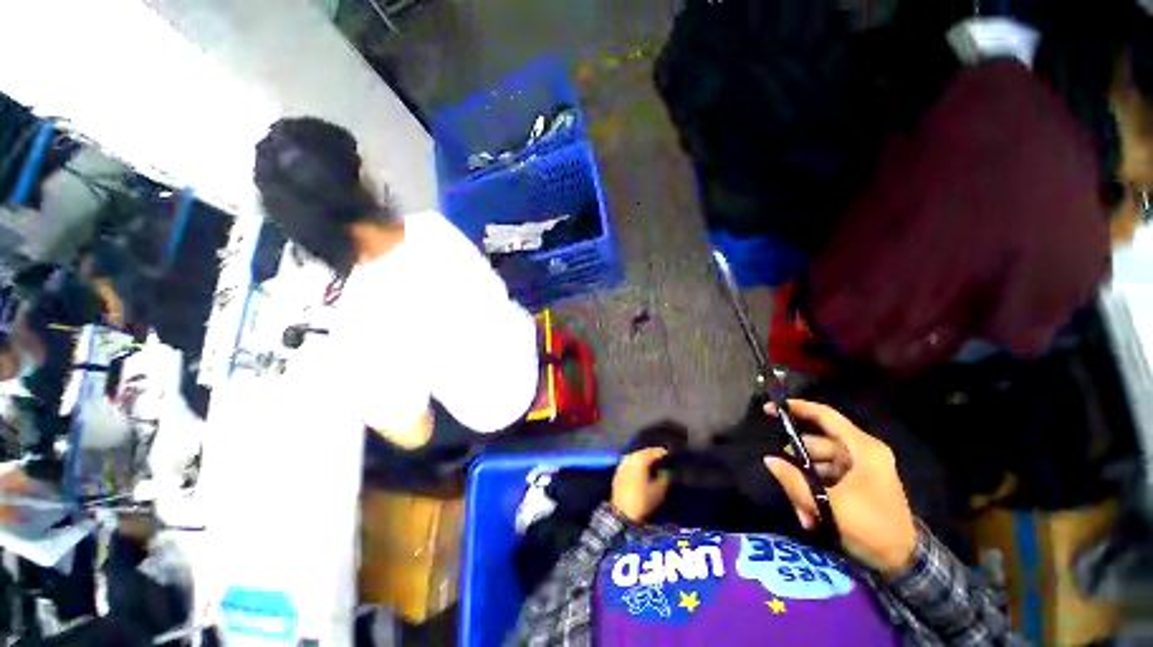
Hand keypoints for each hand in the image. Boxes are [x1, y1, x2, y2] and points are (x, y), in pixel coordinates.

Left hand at [610, 447, 671, 522]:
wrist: (622, 513)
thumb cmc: (643, 501)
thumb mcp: (659, 491)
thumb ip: (665, 477)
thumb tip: (667, 470)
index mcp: (640, 460)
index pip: (653, 452)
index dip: (662, 452)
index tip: (669, 453)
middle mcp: (630, 458)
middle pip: (643, 452)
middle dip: (652, 453)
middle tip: (661, 456)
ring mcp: (623, 464)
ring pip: (635, 455)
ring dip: (643, 456)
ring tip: (651, 461)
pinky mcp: (618, 471)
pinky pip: (629, 461)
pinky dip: (636, 462)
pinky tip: (640, 467)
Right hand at [764, 399, 917, 577]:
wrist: (904, 563)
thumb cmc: (871, 527)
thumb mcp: (828, 506)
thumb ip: (794, 481)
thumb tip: (769, 460)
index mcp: (863, 449)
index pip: (826, 416)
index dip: (797, 408)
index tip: (770, 409)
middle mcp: (861, 453)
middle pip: (816, 445)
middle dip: (797, 465)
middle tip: (783, 479)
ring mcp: (859, 469)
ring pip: (818, 465)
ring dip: (805, 485)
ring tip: (802, 511)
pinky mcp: (856, 484)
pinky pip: (826, 479)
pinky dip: (814, 494)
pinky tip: (810, 516)